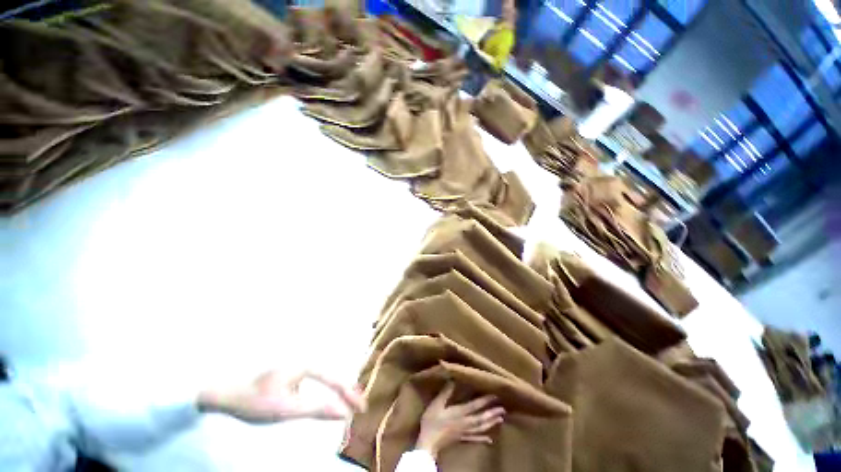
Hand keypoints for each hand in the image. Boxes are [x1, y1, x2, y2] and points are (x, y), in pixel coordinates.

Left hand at [198, 370, 365, 423]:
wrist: (225, 393)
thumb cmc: (255, 401)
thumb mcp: (286, 409)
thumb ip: (317, 409)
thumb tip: (343, 412)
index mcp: (306, 364)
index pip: (335, 379)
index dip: (349, 395)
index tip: (361, 409)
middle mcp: (306, 360)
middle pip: (333, 376)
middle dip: (347, 391)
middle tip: (358, 408)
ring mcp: (298, 366)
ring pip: (325, 377)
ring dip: (338, 391)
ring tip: (349, 403)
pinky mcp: (292, 373)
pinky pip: (316, 381)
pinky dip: (326, 390)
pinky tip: (329, 399)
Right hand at [416, 382, 504, 458]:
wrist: (428, 441)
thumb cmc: (432, 421)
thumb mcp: (437, 404)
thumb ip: (446, 392)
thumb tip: (453, 379)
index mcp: (460, 412)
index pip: (475, 405)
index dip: (485, 400)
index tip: (495, 395)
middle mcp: (466, 422)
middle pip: (482, 417)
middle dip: (492, 412)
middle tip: (503, 408)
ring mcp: (465, 432)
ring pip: (481, 428)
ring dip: (491, 423)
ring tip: (500, 419)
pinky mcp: (463, 439)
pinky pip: (475, 439)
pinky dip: (483, 438)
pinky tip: (490, 440)